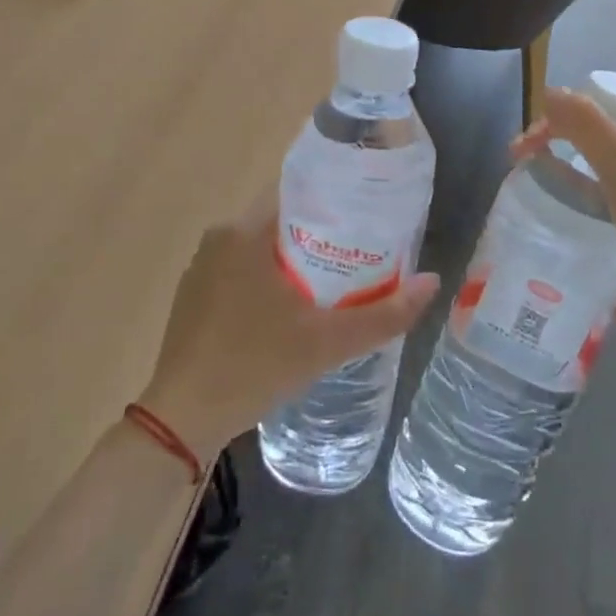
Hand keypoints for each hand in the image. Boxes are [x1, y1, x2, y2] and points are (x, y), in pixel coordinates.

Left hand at [137, 196, 440, 459]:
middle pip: (281, 223)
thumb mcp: (326, 343)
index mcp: (244, 231)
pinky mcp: (193, 296)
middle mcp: (219, 237)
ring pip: (260, 250)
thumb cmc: (254, 365)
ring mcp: (201, 267)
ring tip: (333, 284)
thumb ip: (383, 314)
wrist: (181, 421)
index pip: (298, 194)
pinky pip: (239, 272)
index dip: (335, 203)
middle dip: (320, 238)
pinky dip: (266, 282)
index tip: (367, 219)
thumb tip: (434, 282)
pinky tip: (287, 312)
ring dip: (293, 263)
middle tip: (360, 258)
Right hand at [514, 75, 615, 381]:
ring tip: (525, 160)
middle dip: (576, 127)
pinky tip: (544, 187)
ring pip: (612, 156)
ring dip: (569, 154)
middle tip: (530, 141)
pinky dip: (578, 183)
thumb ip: (590, 128)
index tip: (561, 116)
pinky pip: (609, 189)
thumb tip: (549, 91)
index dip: (604, 94)